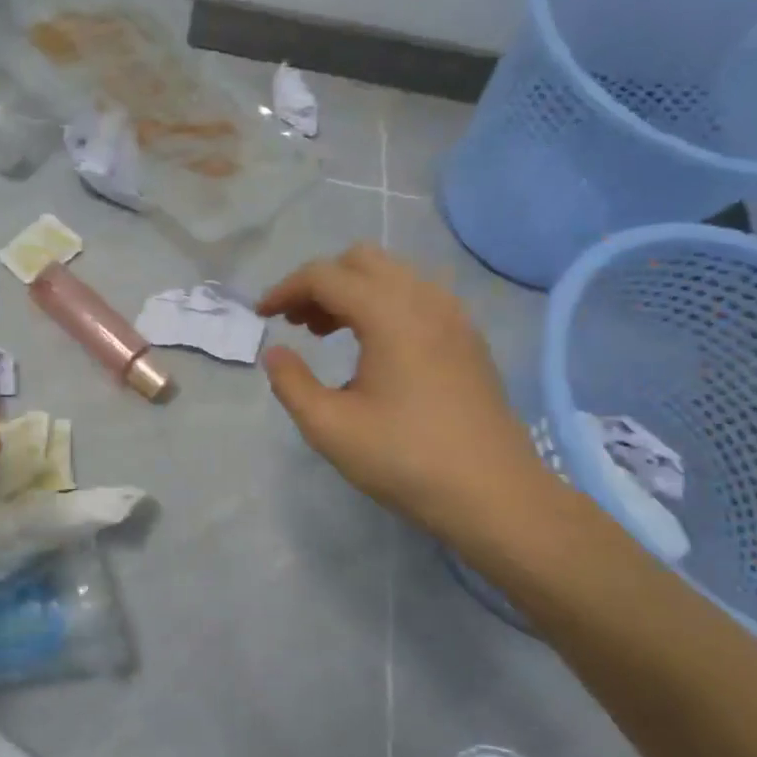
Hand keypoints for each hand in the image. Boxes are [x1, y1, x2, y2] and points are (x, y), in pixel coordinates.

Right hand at [257, 245, 558, 555]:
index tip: (262, 316)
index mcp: (389, 314)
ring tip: (328, 334)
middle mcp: (425, 300)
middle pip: (362, 260)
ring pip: (393, 275)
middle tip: (298, 323)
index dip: (285, 289)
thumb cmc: (405, 459)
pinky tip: (374, 349)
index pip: (325, 276)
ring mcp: (454, 317)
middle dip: (321, 283)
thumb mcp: (329, 427)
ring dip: (353, 291)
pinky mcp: (468, 338)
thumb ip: (291, 383)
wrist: (494, 496)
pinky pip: (418, 296)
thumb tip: (275, 352)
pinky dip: (384, 304)